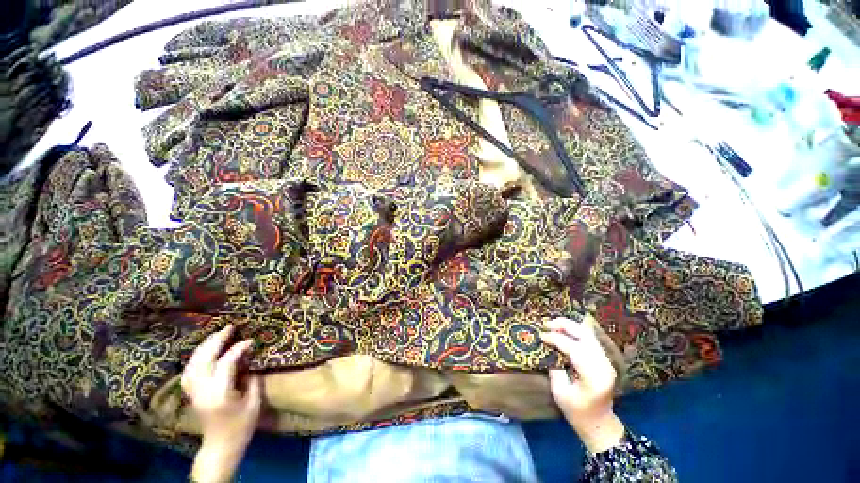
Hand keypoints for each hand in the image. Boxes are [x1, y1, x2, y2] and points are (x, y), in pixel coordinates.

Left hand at [183, 325, 260, 482]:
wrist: (220, 446)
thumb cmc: (241, 426)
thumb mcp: (253, 403)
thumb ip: (251, 380)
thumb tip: (249, 361)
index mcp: (220, 394)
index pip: (225, 364)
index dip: (238, 349)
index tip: (250, 341)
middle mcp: (202, 391)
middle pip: (204, 360)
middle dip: (216, 341)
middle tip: (229, 327)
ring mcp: (194, 393)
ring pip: (193, 364)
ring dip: (205, 347)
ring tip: (217, 334)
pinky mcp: (192, 394)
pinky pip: (189, 371)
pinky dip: (196, 358)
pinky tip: (204, 352)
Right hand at [541, 316, 625, 453]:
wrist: (600, 424)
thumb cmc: (577, 412)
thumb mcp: (560, 393)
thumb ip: (555, 368)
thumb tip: (549, 348)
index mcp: (593, 377)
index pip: (574, 349)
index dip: (556, 339)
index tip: (541, 335)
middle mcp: (603, 365)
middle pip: (585, 336)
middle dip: (565, 326)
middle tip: (547, 323)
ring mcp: (607, 362)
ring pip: (589, 334)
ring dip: (570, 326)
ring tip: (553, 324)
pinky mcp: (604, 360)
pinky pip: (591, 339)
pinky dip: (577, 331)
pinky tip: (565, 329)